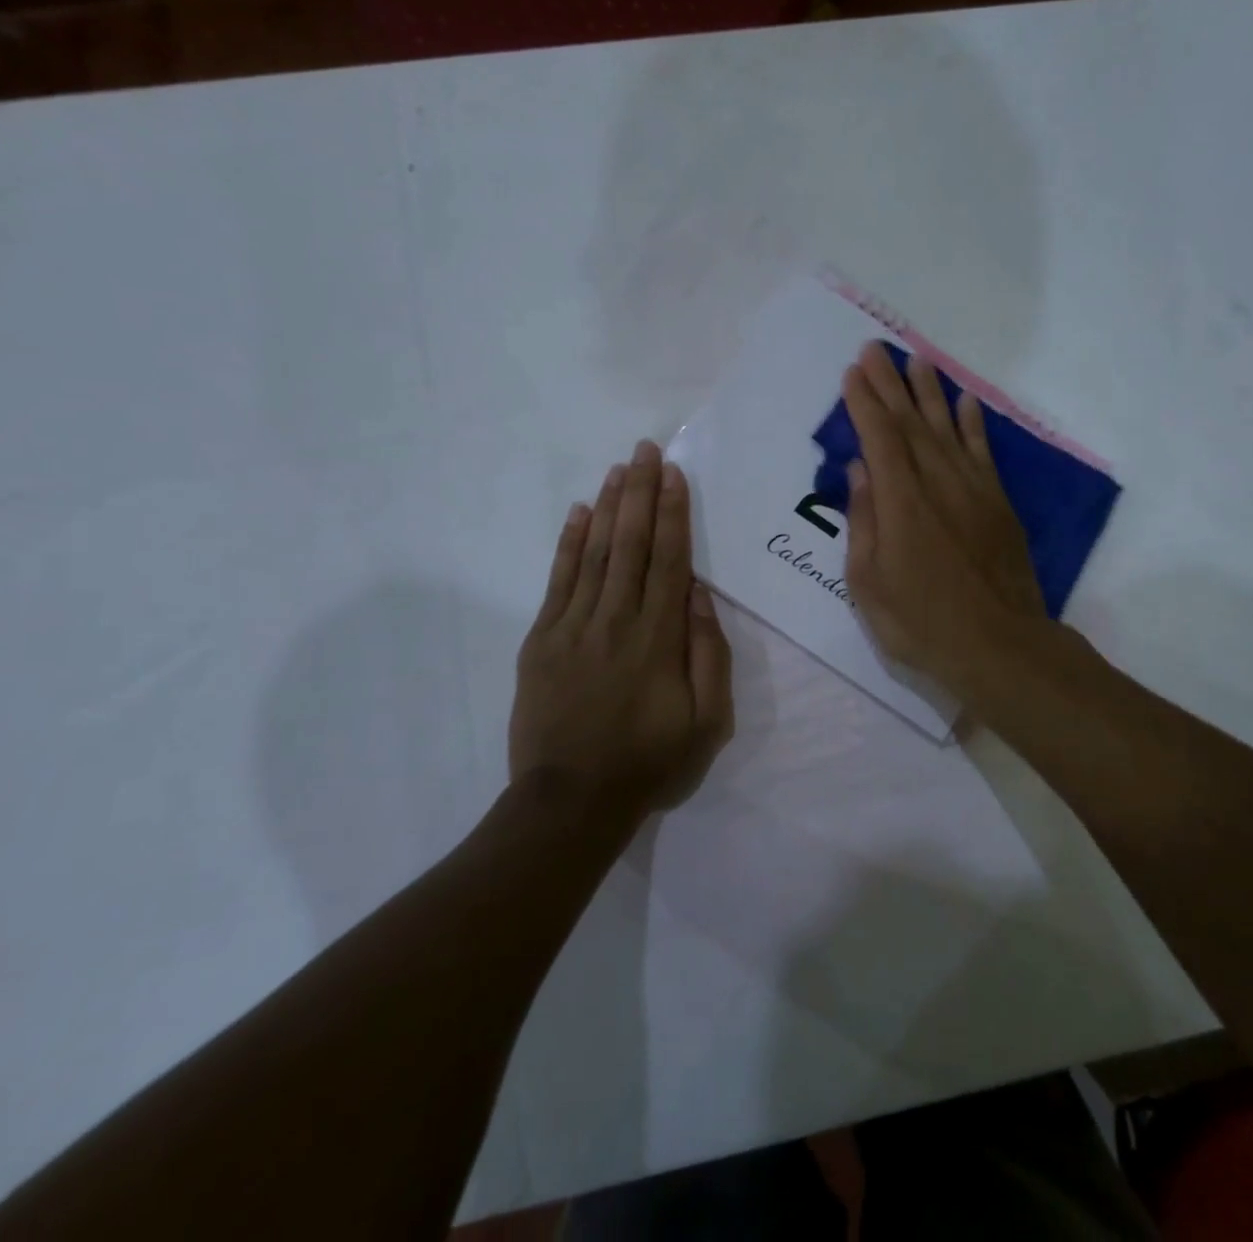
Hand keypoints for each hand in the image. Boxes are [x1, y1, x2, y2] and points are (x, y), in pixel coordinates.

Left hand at [509, 441, 733, 818]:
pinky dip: (569, 544)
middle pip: (632, 544)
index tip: (673, 474)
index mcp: (659, 638)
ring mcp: (573, 627)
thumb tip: (700, 595)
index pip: (670, 560)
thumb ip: (710, 655)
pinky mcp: (542, 640)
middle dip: (640, 493)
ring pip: (596, 553)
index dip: (673, 513)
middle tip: (644, 449)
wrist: (570, 803)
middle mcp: (616, 620)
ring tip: (618, 469)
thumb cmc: (649, 764)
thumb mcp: (708, 723)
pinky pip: (558, 581)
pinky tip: (579, 514)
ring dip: (609, 507)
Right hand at [841, 342, 1047, 695]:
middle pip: (910, 423)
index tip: (852, 372)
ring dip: (931, 393)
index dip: (864, 402)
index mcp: (900, 502)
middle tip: (875, 350)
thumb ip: (864, 521)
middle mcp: (937, 483)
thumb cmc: (921, 622)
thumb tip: (860, 471)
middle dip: (890, 385)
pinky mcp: (998, 503)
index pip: (879, 438)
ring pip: (947, 429)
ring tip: (917, 360)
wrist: (1000, 646)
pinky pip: (983, 452)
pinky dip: (973, 424)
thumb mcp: (868, 584)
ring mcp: (973, 490)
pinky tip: (965, 402)